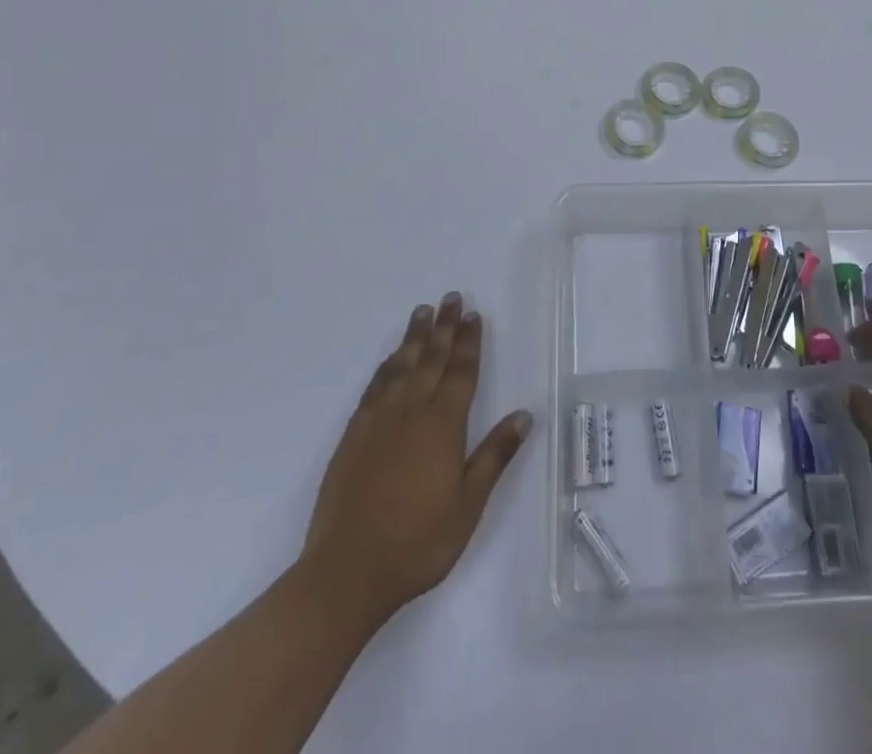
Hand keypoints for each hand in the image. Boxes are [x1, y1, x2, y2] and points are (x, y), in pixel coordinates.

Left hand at [298, 294, 531, 629]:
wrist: (346, 572)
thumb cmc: (418, 542)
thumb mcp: (468, 505)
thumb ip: (494, 455)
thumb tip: (524, 415)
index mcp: (443, 426)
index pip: (461, 373)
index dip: (470, 343)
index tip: (474, 315)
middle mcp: (412, 412)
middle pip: (432, 359)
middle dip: (445, 327)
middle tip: (451, 298)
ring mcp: (379, 421)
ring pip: (401, 366)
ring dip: (414, 337)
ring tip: (423, 312)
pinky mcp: (354, 436)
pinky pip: (374, 387)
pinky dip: (386, 366)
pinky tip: (391, 358)